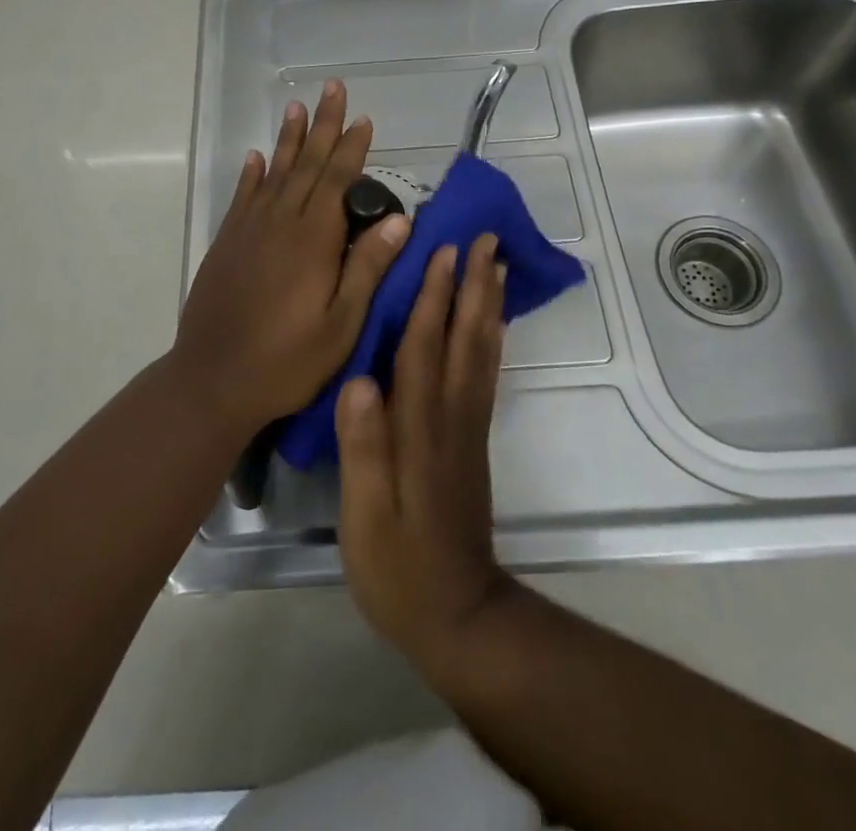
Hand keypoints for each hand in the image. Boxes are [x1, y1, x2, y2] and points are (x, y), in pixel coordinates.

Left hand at [172, 80, 411, 438]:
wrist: (213, 379)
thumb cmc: (287, 360)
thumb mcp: (341, 324)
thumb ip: (367, 268)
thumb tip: (400, 220)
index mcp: (313, 240)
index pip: (339, 181)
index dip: (352, 148)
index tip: (363, 118)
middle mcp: (280, 222)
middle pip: (307, 165)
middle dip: (323, 126)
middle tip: (333, 89)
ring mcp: (249, 230)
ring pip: (275, 172)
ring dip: (289, 139)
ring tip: (297, 107)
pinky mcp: (228, 243)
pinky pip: (243, 196)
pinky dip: (252, 174)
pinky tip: (256, 157)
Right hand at [336, 234, 516, 677]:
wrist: (459, 616)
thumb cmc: (398, 567)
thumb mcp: (366, 516)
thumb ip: (363, 449)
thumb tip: (359, 380)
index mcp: (420, 427)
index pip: (425, 347)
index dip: (433, 296)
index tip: (444, 250)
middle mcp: (451, 415)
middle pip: (465, 337)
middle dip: (474, 283)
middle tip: (486, 238)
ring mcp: (468, 426)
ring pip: (482, 350)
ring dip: (489, 302)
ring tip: (496, 264)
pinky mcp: (474, 439)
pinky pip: (487, 373)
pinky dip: (492, 337)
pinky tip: (492, 320)